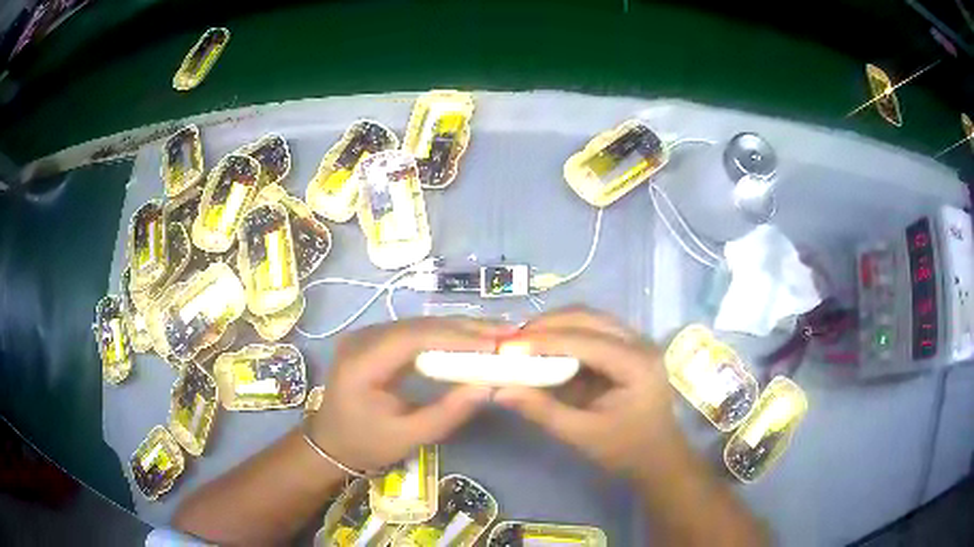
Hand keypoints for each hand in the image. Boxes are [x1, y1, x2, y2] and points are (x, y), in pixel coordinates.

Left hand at [307, 317, 506, 472]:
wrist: (330, 442)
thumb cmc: (365, 444)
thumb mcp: (408, 437)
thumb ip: (447, 413)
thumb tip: (488, 387)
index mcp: (361, 363)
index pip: (413, 338)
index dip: (456, 336)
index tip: (495, 343)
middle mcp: (362, 339)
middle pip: (419, 325)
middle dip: (465, 328)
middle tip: (508, 332)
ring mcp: (367, 335)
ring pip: (420, 324)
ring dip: (459, 328)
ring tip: (497, 334)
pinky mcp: (376, 340)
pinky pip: (415, 332)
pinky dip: (445, 335)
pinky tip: (470, 339)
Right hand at [495, 307, 678, 475]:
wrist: (657, 455)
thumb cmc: (625, 449)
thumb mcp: (582, 435)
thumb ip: (542, 410)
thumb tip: (500, 391)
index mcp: (636, 365)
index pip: (586, 341)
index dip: (544, 340)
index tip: (507, 347)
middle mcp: (639, 343)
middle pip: (589, 318)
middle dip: (547, 325)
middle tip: (512, 342)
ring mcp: (636, 340)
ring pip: (590, 318)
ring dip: (556, 325)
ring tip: (524, 342)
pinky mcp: (627, 345)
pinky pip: (592, 328)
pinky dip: (566, 333)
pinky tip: (545, 346)